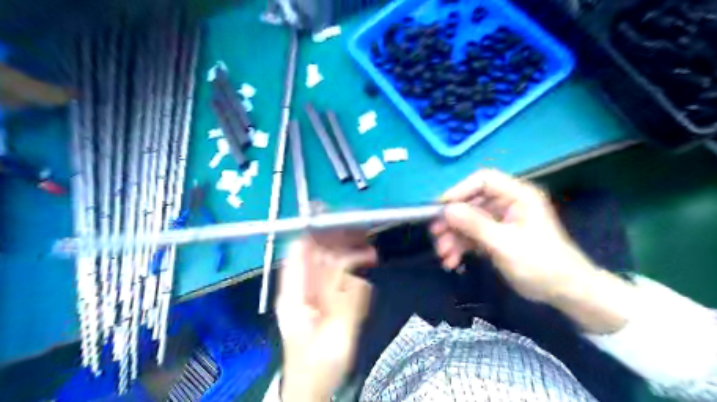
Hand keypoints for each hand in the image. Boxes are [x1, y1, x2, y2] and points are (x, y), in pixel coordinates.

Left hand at [274, 231, 376, 399]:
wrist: (310, 386)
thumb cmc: (317, 367)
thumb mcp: (335, 339)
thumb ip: (348, 305)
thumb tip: (359, 273)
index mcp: (294, 294)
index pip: (298, 252)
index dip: (313, 230)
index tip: (335, 215)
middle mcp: (301, 286)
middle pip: (316, 251)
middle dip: (338, 235)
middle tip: (362, 228)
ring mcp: (313, 289)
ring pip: (328, 258)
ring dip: (349, 247)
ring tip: (370, 246)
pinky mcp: (325, 294)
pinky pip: (338, 271)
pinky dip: (354, 262)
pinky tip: (368, 258)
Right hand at [431, 170, 593, 304]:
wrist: (564, 291)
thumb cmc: (540, 264)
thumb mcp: (505, 244)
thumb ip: (475, 225)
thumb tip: (447, 210)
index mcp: (517, 195)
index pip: (483, 180)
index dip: (459, 191)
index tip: (440, 208)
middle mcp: (507, 203)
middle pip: (471, 203)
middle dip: (452, 221)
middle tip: (436, 236)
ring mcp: (500, 221)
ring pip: (468, 221)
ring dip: (453, 238)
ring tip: (444, 256)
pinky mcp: (495, 236)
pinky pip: (472, 236)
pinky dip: (460, 247)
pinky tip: (452, 261)